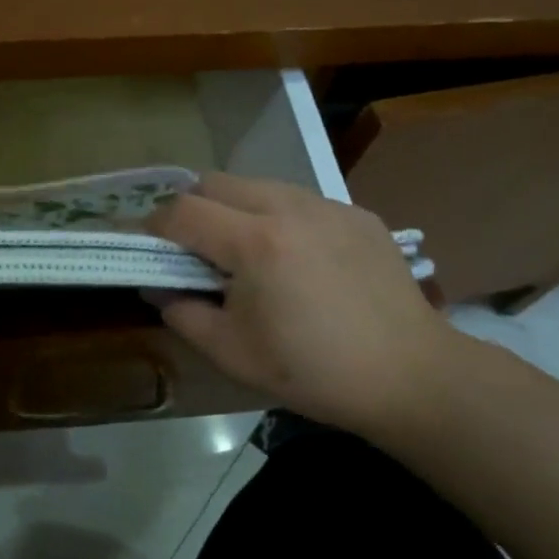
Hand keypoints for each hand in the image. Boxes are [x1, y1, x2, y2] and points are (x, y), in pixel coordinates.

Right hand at [146, 173, 461, 438]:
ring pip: (258, 184)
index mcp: (255, 243)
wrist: (411, 376)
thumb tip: (158, 286)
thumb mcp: (232, 353)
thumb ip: (182, 312)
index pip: (182, 210)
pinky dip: (278, 217)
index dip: (154, 225)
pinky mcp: (358, 214)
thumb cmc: (313, 371)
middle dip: (191, 208)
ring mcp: (329, 206)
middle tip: (192, 248)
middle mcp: (289, 208)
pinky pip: (299, 200)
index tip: (147, 245)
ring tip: (244, 252)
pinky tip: (294, 259)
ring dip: (235, 208)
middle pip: (216, 182)